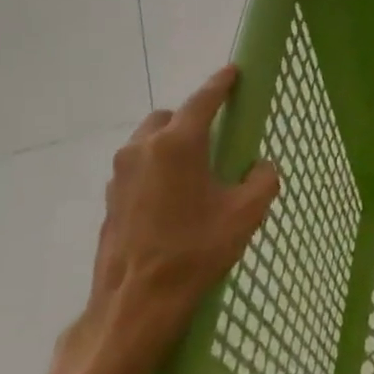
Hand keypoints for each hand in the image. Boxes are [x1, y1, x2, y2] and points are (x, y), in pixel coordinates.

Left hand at [66, 65, 279, 373]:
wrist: (137, 301)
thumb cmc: (196, 249)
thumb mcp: (246, 212)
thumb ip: (262, 179)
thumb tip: (259, 167)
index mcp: (177, 144)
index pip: (203, 100)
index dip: (221, 84)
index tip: (234, 71)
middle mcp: (142, 149)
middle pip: (169, 118)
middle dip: (192, 119)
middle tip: (217, 140)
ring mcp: (120, 174)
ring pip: (149, 143)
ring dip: (172, 146)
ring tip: (197, 174)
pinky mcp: (110, 199)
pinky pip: (138, 169)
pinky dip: (157, 171)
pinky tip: (175, 201)